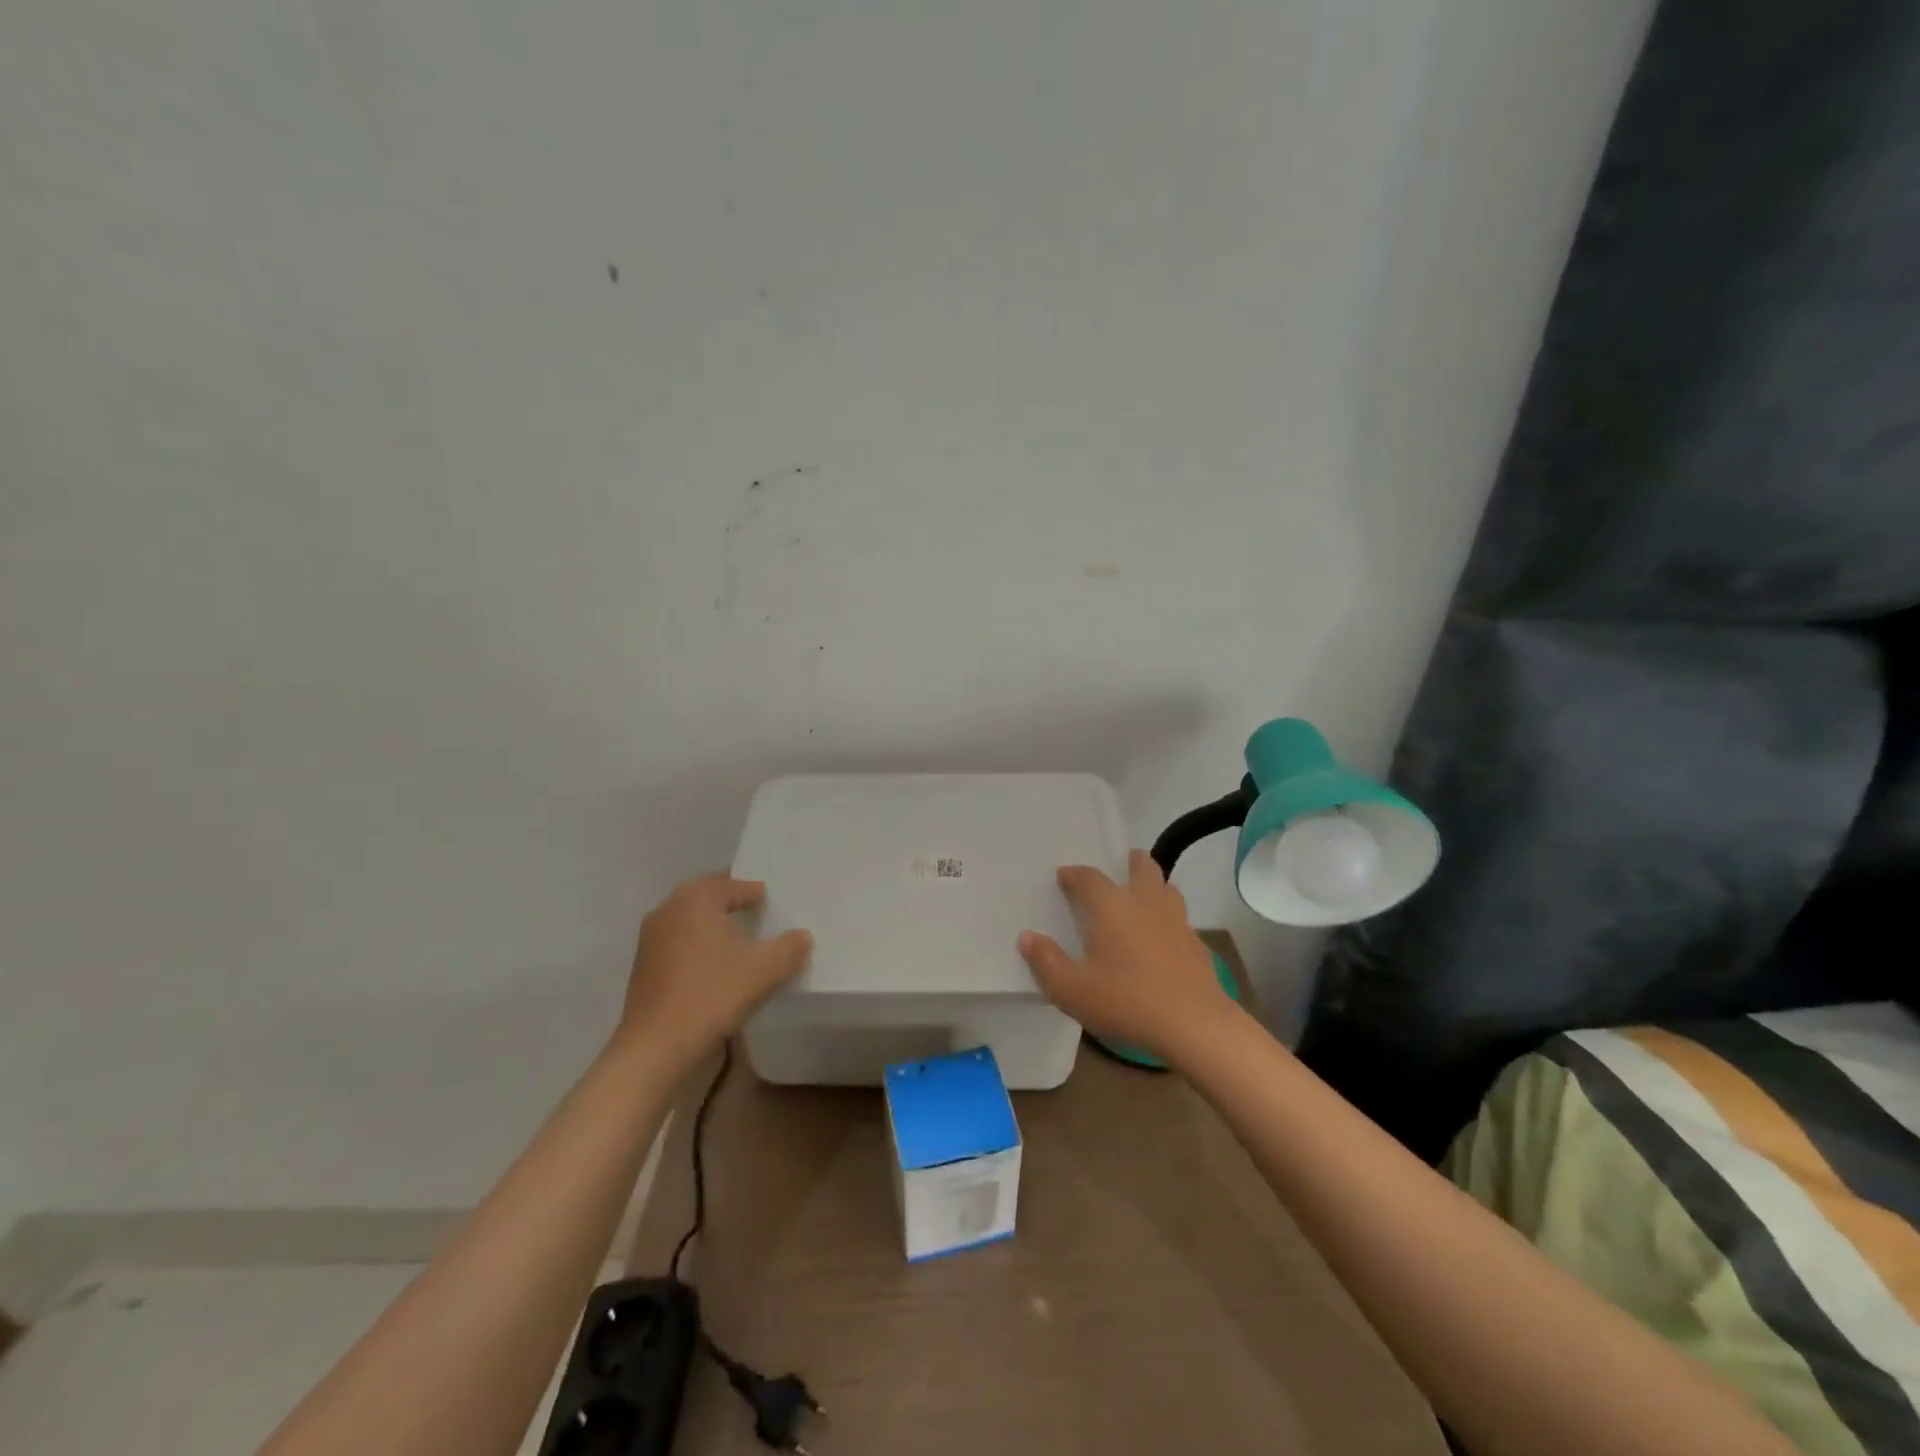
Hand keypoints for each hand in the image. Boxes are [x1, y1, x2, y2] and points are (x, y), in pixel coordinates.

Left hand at [617, 872, 812, 1064]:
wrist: (657, 1046)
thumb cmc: (713, 994)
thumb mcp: (766, 969)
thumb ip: (790, 947)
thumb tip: (803, 936)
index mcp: (697, 899)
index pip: (732, 884)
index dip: (754, 892)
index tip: (771, 903)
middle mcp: (669, 909)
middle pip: (705, 894)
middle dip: (729, 899)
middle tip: (754, 908)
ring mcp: (651, 937)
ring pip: (687, 918)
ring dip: (710, 921)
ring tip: (735, 936)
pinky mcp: (643, 965)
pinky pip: (677, 940)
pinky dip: (696, 943)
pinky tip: (712, 962)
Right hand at [1018, 850, 1241, 1066]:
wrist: (1194, 1024)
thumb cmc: (1126, 1001)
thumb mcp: (1072, 990)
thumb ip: (1046, 962)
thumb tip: (1026, 937)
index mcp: (1112, 906)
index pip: (1090, 877)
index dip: (1075, 874)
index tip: (1065, 876)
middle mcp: (1146, 903)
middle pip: (1143, 868)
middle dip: (1131, 862)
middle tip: (1122, 865)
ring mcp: (1177, 922)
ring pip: (1168, 889)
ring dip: (1154, 886)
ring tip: (1143, 897)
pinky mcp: (1197, 945)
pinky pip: (1180, 920)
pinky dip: (1169, 920)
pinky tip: (1163, 940)